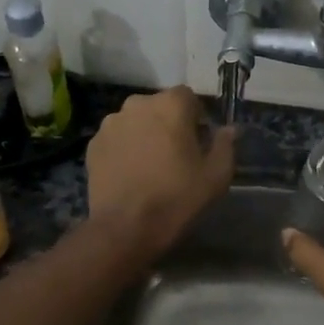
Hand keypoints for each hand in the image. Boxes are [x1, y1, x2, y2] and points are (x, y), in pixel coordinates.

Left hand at [86, 87, 234, 258]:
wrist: (126, 227)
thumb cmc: (177, 197)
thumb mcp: (216, 175)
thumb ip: (225, 145)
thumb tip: (229, 130)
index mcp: (170, 105)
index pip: (188, 96)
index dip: (196, 117)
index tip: (199, 141)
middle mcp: (137, 104)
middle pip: (159, 107)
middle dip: (169, 124)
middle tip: (176, 155)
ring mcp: (111, 124)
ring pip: (136, 122)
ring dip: (145, 135)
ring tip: (150, 165)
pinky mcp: (93, 144)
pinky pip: (117, 139)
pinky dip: (125, 149)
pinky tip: (131, 174)